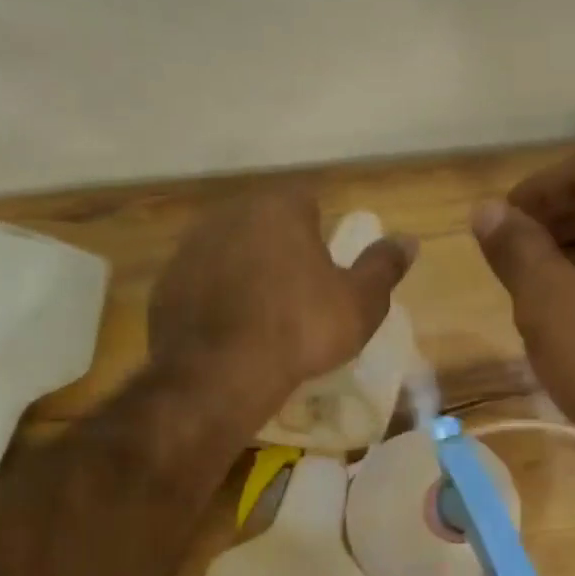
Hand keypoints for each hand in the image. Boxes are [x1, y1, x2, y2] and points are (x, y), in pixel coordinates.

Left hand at [149, 189, 415, 422]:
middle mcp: (229, 214)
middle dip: (280, 249)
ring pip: (229, 251)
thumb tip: (409, 240)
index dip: (320, 233)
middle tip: (297, 294)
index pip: (306, 202)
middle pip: (264, 224)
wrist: (221, 373)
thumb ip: (384, 267)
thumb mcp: (360, 304)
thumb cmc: (301, 330)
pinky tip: (228, 331)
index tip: (325, 269)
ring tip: (261, 315)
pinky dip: (214, 298)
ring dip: (245, 271)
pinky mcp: (165, 283)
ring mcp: (190, 248)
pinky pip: (200, 283)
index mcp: (279, 208)